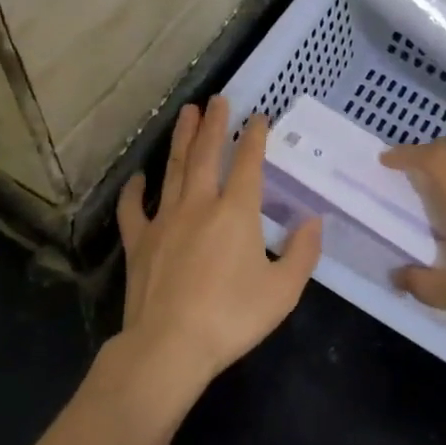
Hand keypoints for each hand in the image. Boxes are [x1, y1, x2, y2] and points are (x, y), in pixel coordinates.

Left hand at [116, 97, 322, 393]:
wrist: (170, 345)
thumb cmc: (232, 318)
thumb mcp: (283, 290)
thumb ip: (302, 252)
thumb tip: (312, 220)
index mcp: (236, 212)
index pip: (249, 163)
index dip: (255, 137)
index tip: (259, 116)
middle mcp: (199, 204)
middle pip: (207, 154)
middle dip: (214, 124)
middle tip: (217, 99)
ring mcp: (164, 220)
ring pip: (174, 170)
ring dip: (182, 140)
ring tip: (186, 114)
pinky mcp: (139, 241)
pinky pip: (133, 209)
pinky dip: (134, 190)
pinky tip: (137, 177)